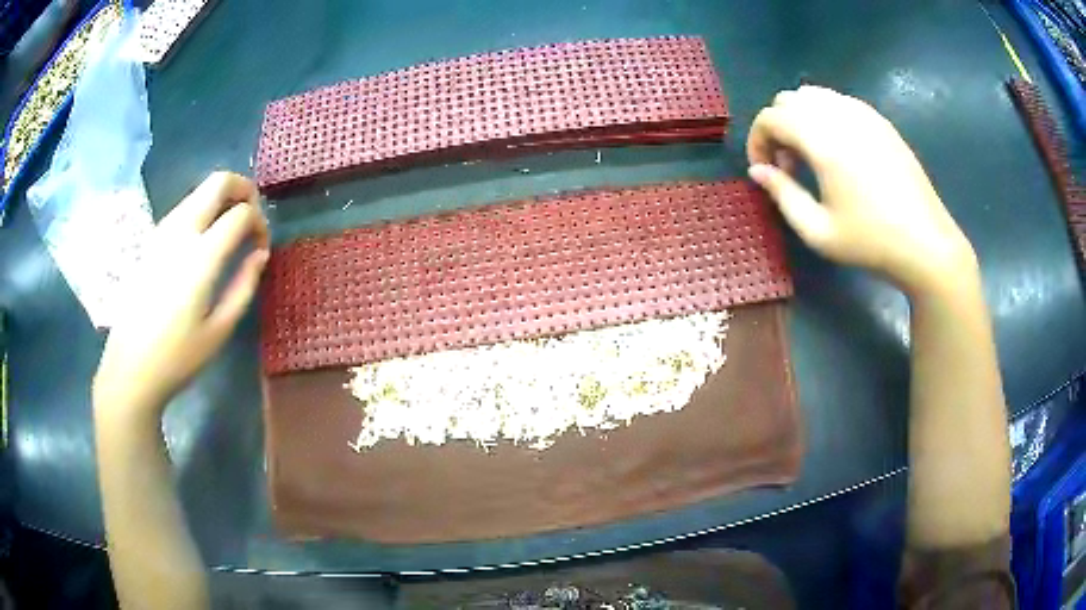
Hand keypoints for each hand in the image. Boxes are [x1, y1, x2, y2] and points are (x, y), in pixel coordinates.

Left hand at [93, 172, 269, 419]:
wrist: (130, 367)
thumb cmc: (178, 357)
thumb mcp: (220, 330)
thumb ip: (244, 285)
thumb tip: (260, 253)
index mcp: (201, 256)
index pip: (242, 213)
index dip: (260, 223)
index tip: (261, 248)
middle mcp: (181, 231)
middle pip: (219, 182)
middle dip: (244, 190)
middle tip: (252, 218)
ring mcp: (162, 232)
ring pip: (200, 190)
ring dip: (222, 199)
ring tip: (230, 233)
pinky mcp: (152, 240)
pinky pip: (184, 208)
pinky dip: (203, 211)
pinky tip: (204, 243)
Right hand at [747, 85, 976, 294]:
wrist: (926, 244)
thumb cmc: (871, 243)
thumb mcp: (818, 231)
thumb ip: (782, 194)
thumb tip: (757, 171)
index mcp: (822, 140)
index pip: (771, 118)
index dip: (757, 141)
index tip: (765, 171)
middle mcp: (840, 116)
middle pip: (789, 100)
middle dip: (778, 127)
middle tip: (787, 165)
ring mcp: (863, 114)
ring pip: (814, 95)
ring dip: (801, 119)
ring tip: (811, 157)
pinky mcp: (880, 121)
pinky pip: (840, 103)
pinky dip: (825, 117)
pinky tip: (838, 152)